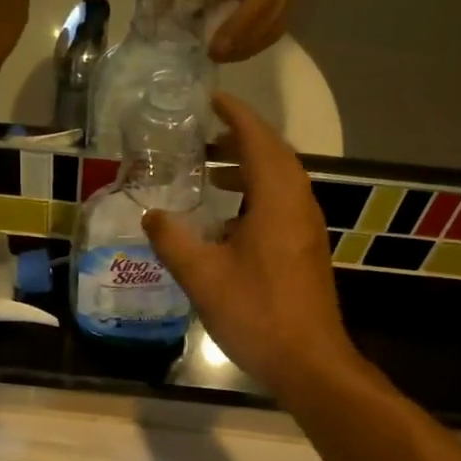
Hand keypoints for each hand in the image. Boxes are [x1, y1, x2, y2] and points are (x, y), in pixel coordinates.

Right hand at [142, 94, 357, 394]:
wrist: (308, 361)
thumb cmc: (256, 313)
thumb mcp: (203, 277)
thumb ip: (173, 240)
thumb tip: (151, 215)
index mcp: (276, 200)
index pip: (258, 139)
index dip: (235, 115)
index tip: (211, 98)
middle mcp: (298, 204)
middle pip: (273, 155)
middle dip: (240, 138)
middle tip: (203, 134)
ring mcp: (306, 228)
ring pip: (279, 181)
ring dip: (247, 167)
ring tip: (209, 170)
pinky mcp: (305, 249)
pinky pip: (280, 204)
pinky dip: (254, 195)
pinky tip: (226, 219)